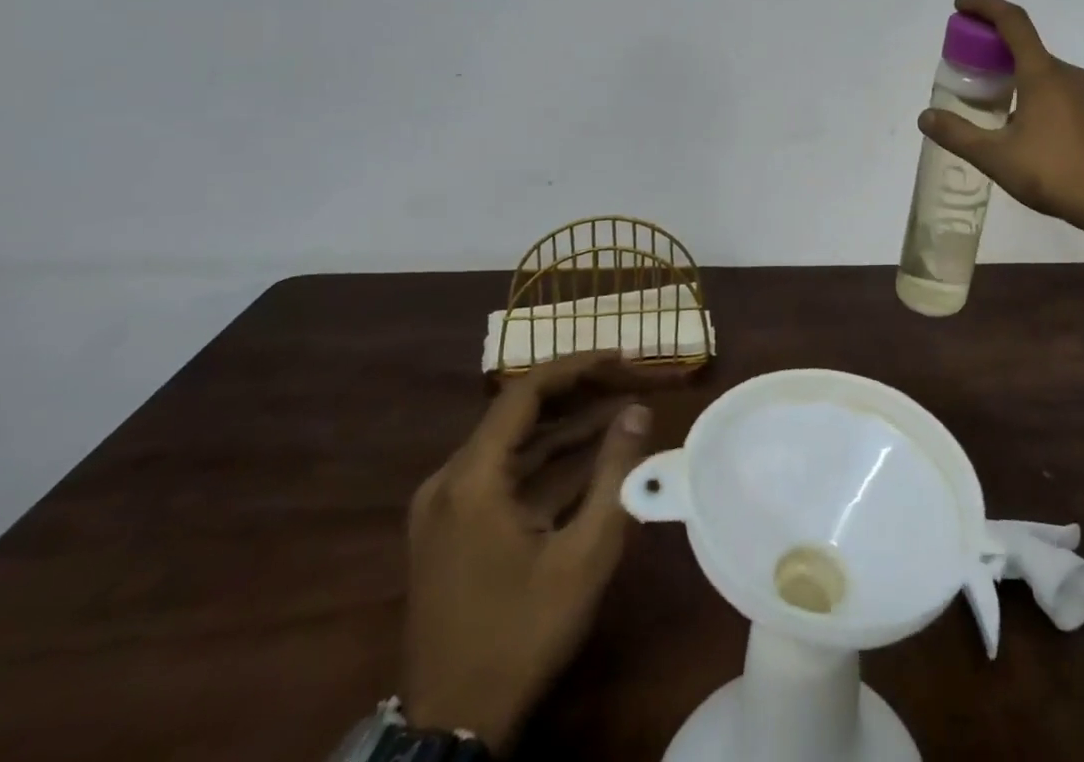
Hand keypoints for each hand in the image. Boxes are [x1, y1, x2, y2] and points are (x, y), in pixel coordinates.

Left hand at [402, 353, 666, 754]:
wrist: (452, 728)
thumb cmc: (522, 634)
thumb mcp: (585, 554)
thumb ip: (615, 474)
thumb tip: (637, 411)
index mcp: (471, 479)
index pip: (525, 393)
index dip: (577, 367)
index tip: (622, 358)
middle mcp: (449, 481)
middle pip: (519, 414)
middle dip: (579, 394)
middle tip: (630, 380)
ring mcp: (445, 507)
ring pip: (514, 445)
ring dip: (567, 428)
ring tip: (624, 412)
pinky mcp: (451, 530)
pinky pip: (504, 475)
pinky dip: (548, 462)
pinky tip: (593, 457)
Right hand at [920, 0, 1083, 240]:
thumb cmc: (1056, 171)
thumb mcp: (997, 157)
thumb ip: (958, 135)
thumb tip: (925, 117)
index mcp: (1042, 73)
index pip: (1012, 21)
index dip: (984, 6)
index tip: (960, 7)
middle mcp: (1066, 74)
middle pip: (1026, 45)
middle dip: (993, 45)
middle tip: (967, 62)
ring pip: (1041, 70)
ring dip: (1013, 71)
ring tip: (989, 96)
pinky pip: (1056, 90)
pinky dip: (1031, 90)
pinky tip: (1020, 124)